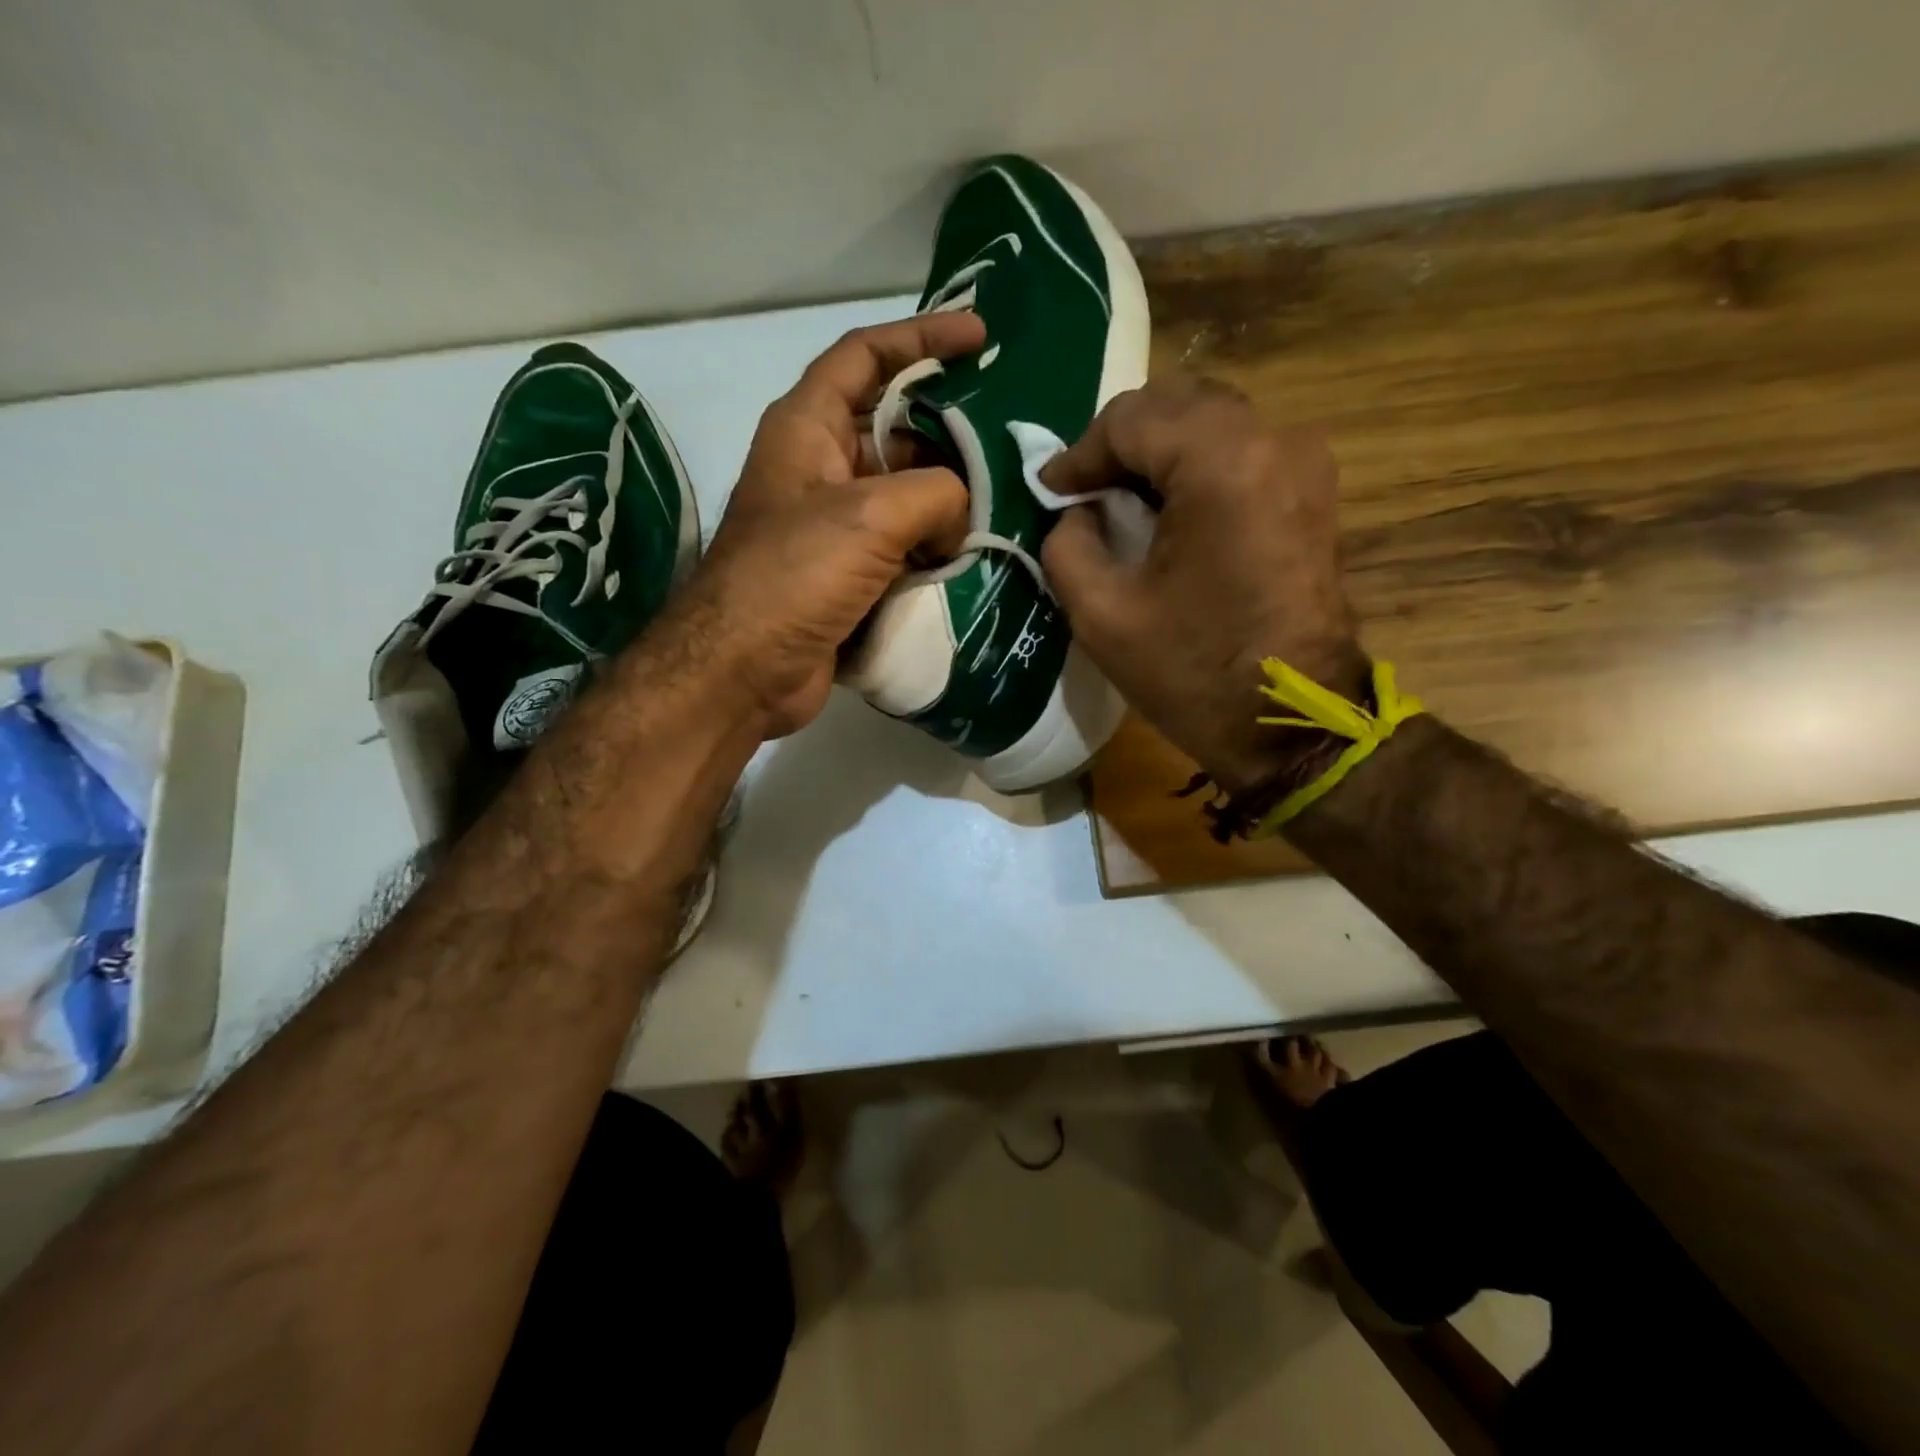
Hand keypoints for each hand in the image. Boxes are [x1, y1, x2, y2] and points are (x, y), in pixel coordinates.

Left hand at [677, 313, 985, 738]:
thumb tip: (960, 518)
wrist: (743, 671)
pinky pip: (903, 548)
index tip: (978, 337)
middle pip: (894, 430)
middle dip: (949, 432)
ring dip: (949, 500)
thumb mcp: (870, 516)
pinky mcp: (848, 577)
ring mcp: (834, 528)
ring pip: (905, 496)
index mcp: (808, 428)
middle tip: (1008, 439)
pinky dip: (936, 549)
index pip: (864, 356)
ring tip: (1008, 501)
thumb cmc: (793, 575)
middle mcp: (820, 469)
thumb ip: (936, 494)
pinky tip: (977, 555)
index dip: (921, 337)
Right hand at [1041, 376, 1366, 792]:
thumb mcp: (1102, 615)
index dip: (1079, 454)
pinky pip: (1241, 450)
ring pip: (1210, 421)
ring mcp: (1303, 462)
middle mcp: (1273, 440)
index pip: (1131, 419)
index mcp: (1221, 463)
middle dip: (1119, 443)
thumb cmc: (1194, 673)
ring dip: (1158, 451)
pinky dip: (1195, 465)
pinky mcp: (1313, 491)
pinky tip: (1168, 511)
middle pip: (1176, 404)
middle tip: (1083, 494)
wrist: (1291, 726)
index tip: (1050, 494)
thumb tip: (1077, 512)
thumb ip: (1067, 544)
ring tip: (1121, 501)